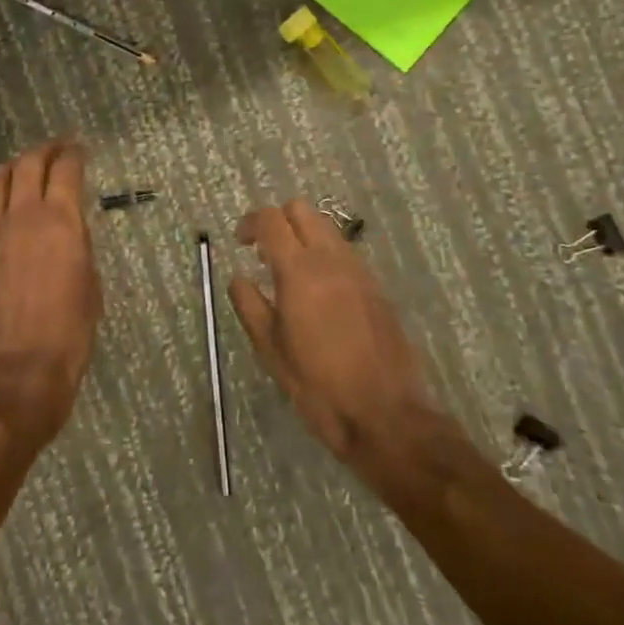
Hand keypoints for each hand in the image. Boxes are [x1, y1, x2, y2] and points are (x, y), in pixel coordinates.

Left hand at [0, 139, 102, 446]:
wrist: (13, 376)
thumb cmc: (67, 337)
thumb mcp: (90, 286)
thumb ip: (78, 246)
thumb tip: (68, 228)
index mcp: (60, 221)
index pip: (66, 169)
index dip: (73, 153)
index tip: (79, 150)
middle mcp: (21, 216)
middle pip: (27, 165)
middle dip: (43, 151)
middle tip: (53, 151)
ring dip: (8, 170)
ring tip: (17, 172)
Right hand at [229, 199, 430, 462]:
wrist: (385, 414)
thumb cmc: (318, 385)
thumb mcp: (271, 349)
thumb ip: (250, 305)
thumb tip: (238, 278)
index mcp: (300, 271)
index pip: (271, 220)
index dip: (250, 223)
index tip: (240, 242)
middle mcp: (331, 259)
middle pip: (302, 210)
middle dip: (278, 220)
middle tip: (263, 252)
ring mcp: (359, 270)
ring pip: (327, 227)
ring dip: (303, 235)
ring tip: (289, 273)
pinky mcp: (376, 286)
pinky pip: (344, 252)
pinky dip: (324, 254)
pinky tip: (318, 292)